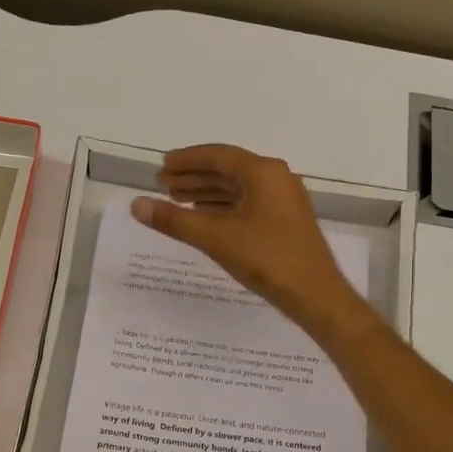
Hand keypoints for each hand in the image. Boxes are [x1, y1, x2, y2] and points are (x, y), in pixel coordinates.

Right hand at [131, 145, 378, 343]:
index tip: (162, 166)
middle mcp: (276, 178)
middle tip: (162, 185)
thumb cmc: (267, 259)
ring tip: (176, 201)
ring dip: (206, 193)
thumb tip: (137, 205)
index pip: (218, 156)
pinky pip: (248, 204)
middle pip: (228, 170)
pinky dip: (223, 208)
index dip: (187, 160)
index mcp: (263, 172)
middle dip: (194, 176)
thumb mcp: (215, 237)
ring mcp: (284, 201)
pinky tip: (205, 218)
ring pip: (238, 189)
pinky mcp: (285, 222)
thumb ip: (175, 219)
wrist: (315, 295)